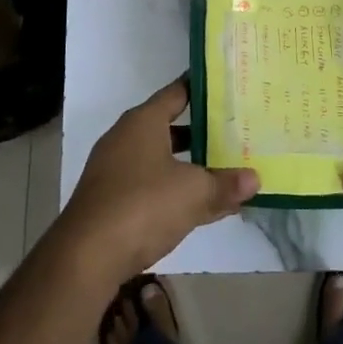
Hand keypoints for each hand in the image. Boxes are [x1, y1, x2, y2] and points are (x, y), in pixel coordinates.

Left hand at [59, 77, 258, 282]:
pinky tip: (204, 207)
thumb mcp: (194, 192)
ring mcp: (116, 171)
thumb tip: (255, 179)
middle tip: (236, 131)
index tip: (228, 86)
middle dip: (202, 131)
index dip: (202, 88)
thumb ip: (225, 184)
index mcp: (143, 122)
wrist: (86, 257)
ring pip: (162, 159)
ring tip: (226, 170)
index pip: (177, 93)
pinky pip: (152, 187)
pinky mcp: (112, 202)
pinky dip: (176, 192)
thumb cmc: (143, 205)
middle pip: (170, 126)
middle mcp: (126, 139)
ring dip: (190, 166)